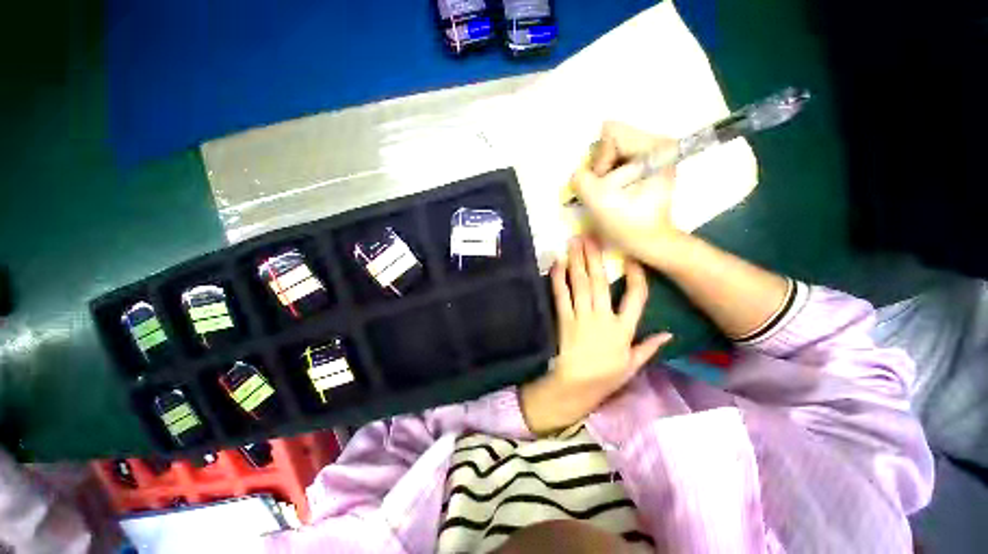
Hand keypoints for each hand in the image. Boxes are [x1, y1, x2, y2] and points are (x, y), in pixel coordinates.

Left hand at [520, 237, 671, 433]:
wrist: (576, 385)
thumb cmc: (606, 376)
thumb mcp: (633, 365)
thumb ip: (649, 347)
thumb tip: (669, 334)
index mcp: (624, 329)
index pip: (636, 298)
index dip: (635, 276)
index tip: (631, 258)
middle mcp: (603, 318)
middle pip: (601, 282)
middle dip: (595, 257)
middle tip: (591, 236)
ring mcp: (581, 317)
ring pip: (580, 284)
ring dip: (577, 261)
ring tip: (574, 242)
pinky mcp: (564, 320)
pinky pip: (561, 295)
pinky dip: (558, 278)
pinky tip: (557, 263)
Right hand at [570, 122, 685, 264]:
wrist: (649, 242)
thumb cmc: (627, 224)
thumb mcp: (597, 200)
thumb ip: (581, 177)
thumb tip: (580, 169)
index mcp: (655, 148)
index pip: (612, 134)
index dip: (599, 160)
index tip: (603, 184)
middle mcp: (659, 143)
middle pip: (613, 139)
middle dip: (601, 166)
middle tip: (604, 189)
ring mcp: (655, 153)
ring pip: (614, 149)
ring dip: (604, 172)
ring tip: (610, 192)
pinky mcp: (649, 163)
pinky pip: (618, 159)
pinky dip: (610, 175)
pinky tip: (615, 191)